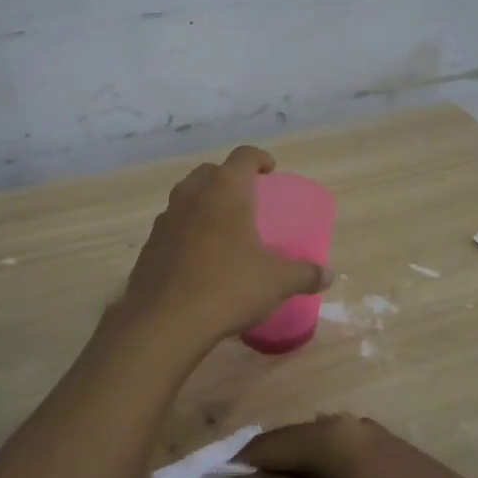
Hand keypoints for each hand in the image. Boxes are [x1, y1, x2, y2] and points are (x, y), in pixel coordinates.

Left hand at [119, 146, 330, 346]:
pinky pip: (172, 226)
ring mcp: (166, 218)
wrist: (165, 320)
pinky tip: (198, 257)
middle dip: (228, 178)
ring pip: (186, 197)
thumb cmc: (228, 286)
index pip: (243, 156)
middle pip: (210, 171)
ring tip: (222, 227)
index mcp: (225, 190)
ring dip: (204, 203)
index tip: (270, 170)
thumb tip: (328, 276)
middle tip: (246, 198)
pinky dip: (186, 231)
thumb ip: (304, 274)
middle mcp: (192, 194)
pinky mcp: (149, 245)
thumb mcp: (277, 282)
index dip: (259, 158)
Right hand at [241, 415, 477, 477]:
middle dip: (262, 470)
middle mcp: (351, 425)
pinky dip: (319, 474)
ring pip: (316, 447)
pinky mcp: (394, 454)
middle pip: (290, 440)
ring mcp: (376, 437)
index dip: (235, 467)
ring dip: (292, 473)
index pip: (266, 444)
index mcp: (331, 438)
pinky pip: (340, 455)